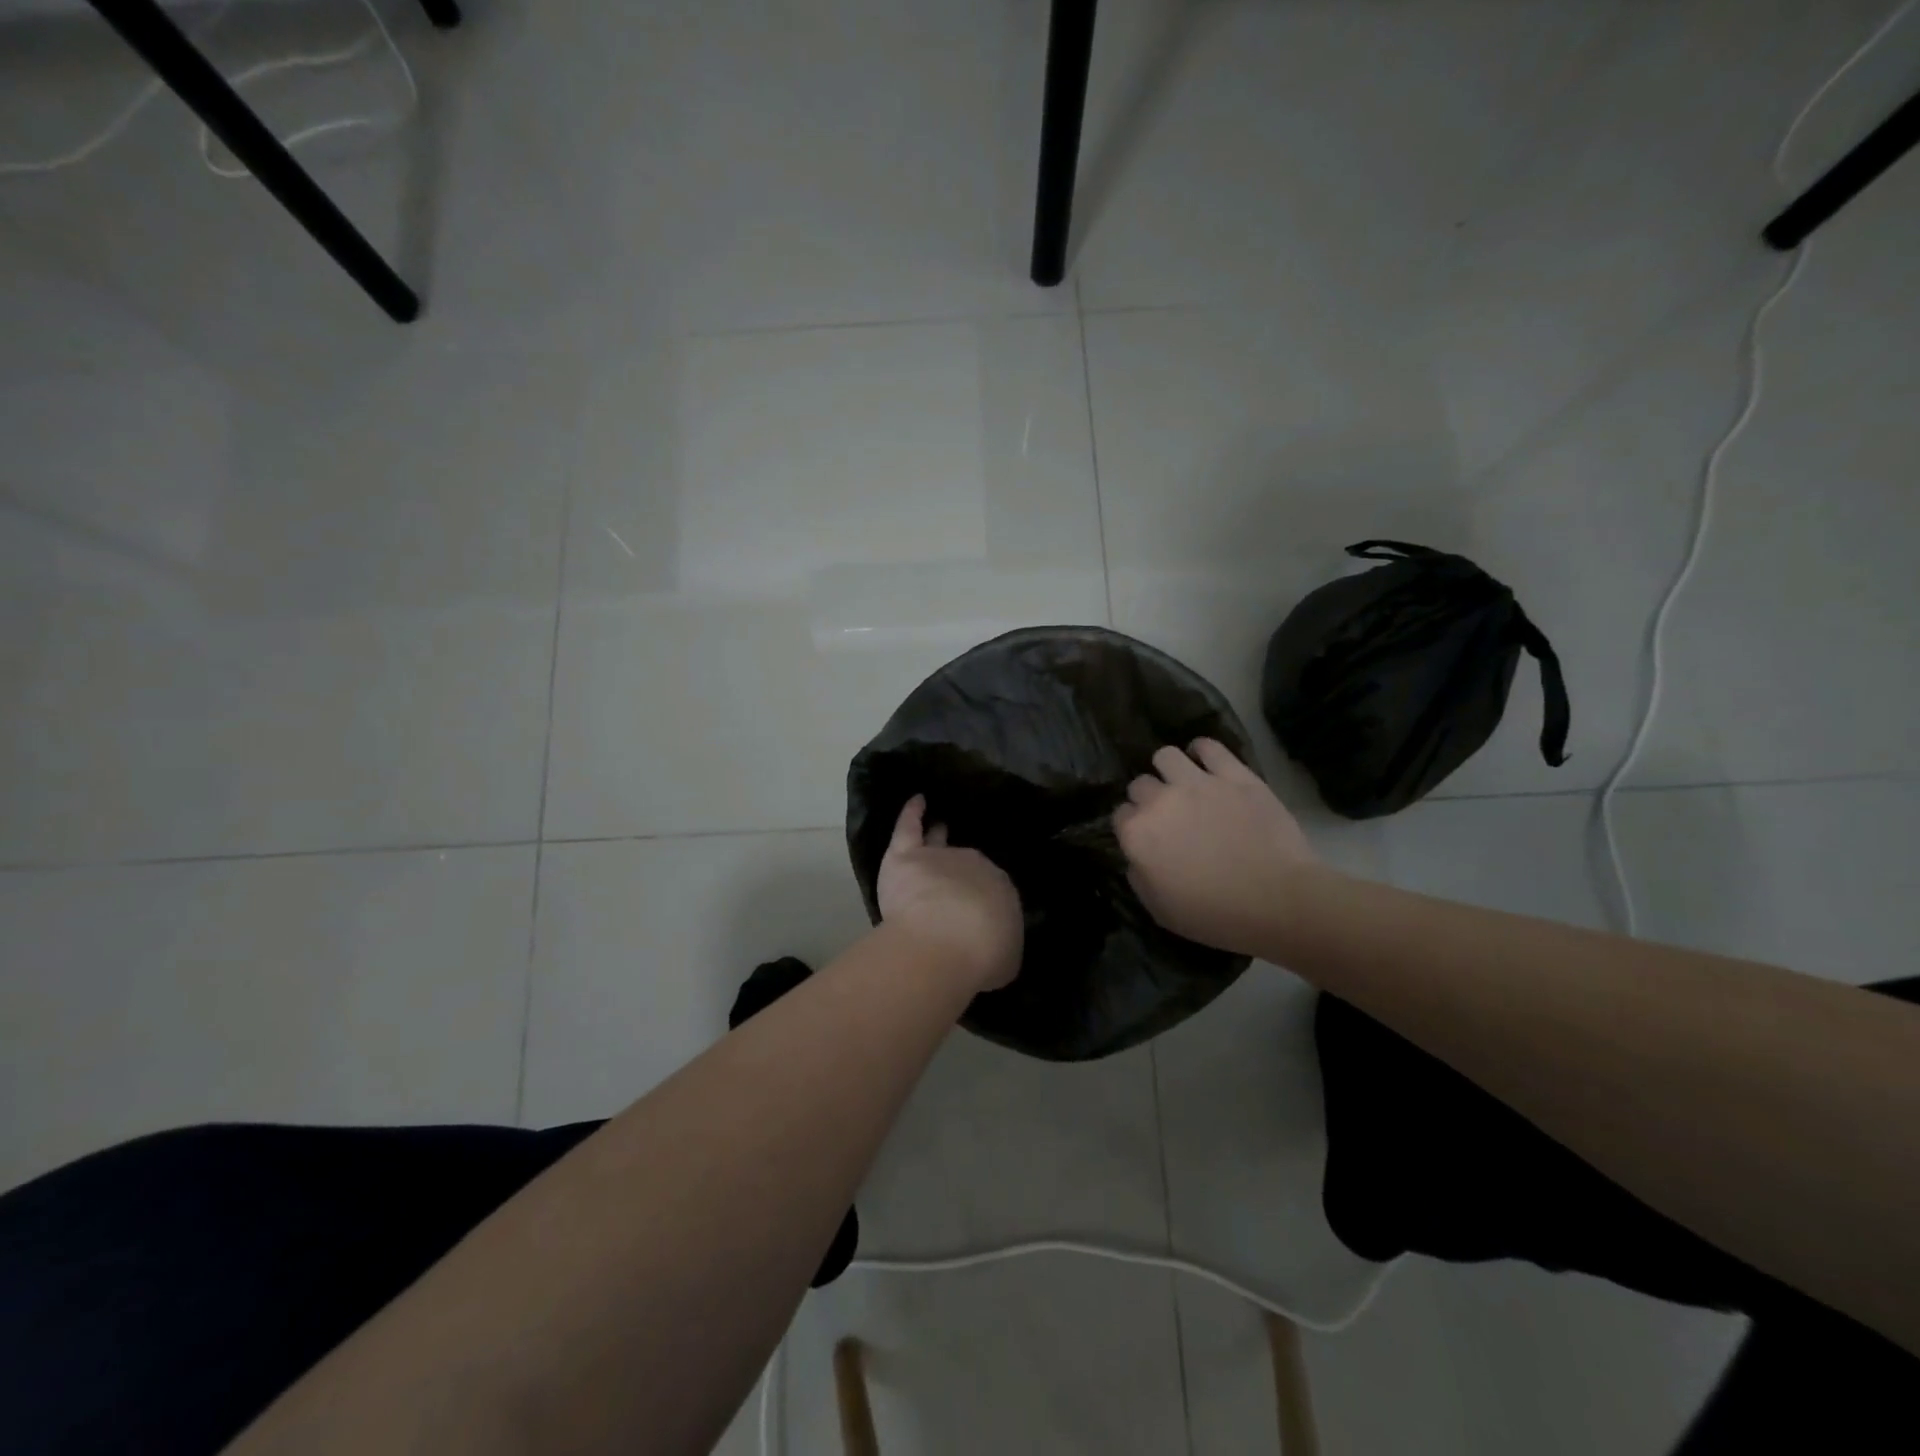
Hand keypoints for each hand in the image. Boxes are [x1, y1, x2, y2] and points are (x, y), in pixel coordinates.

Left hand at [877, 796, 1022, 992]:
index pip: (990, 889)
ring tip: (939, 826)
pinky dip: (912, 813)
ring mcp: (940, 857)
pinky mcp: (907, 856)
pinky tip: (917, 800)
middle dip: (960, 876)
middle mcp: (975, 866)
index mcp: (1000, 890)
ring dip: (938, 835)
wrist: (949, 940)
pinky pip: (909, 827)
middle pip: (964, 866)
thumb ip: (999, 944)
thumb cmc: (982, 956)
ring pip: (937, 843)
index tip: (975, 913)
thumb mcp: (1005, 958)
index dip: (981, 900)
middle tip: (954, 888)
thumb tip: (996, 944)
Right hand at [1113, 739, 1315, 955]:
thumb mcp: (1160, 910)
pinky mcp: (1234, 775)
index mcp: (1138, 834)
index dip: (1132, 827)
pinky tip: (1206, 762)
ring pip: (1166, 756)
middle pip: (1140, 784)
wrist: (1278, 901)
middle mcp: (1160, 800)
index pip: (1120, 815)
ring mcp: (1198, 782)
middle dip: (1148, 798)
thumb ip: (1138, 877)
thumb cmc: (1216, 915)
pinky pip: (1208, 746)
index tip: (1147, 839)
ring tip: (1183, 784)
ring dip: (1169, 770)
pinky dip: (1203, 751)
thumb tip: (1138, 858)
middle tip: (1168, 815)